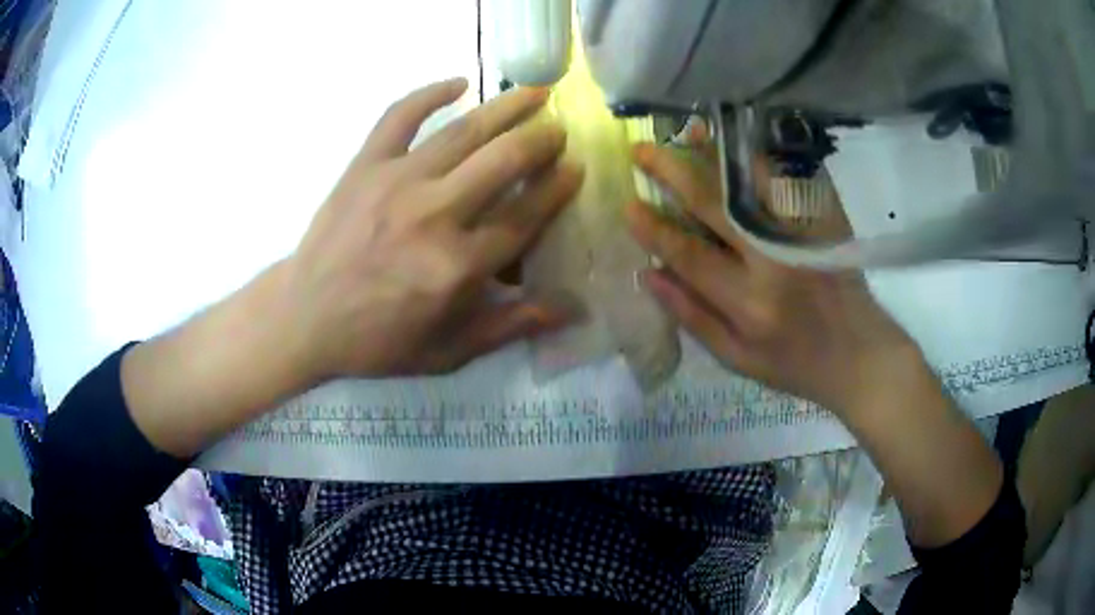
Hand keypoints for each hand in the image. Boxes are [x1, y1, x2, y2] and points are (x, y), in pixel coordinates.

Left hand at [286, 78, 582, 379]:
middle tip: (558, 129)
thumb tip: (570, 310)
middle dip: (540, 140)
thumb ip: (509, 326)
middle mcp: (433, 214)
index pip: (524, 216)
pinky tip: (458, 83)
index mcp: (457, 266)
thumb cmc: (378, 340)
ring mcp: (396, 182)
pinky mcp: (364, 165)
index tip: (576, 169)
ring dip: (506, 108)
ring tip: (535, 92)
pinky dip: (429, 93)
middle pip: (503, 162)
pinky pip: (399, 116)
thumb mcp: (447, 352)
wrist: (304, 317)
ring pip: (463, 132)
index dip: (556, 189)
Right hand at [625, 135, 914, 413]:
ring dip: (716, 152)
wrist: (861, 353)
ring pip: (754, 182)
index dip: (655, 229)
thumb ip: (692, 317)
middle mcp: (777, 262)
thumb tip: (649, 274)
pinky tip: (738, 142)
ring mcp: (805, 235)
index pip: (691, 256)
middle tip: (642, 150)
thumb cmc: (796, 364)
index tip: (628, 206)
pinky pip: (789, 177)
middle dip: (673, 173)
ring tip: (687, 131)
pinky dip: (759, 155)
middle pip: (717, 206)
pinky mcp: (827, 220)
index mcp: (751, 303)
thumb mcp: (737, 359)